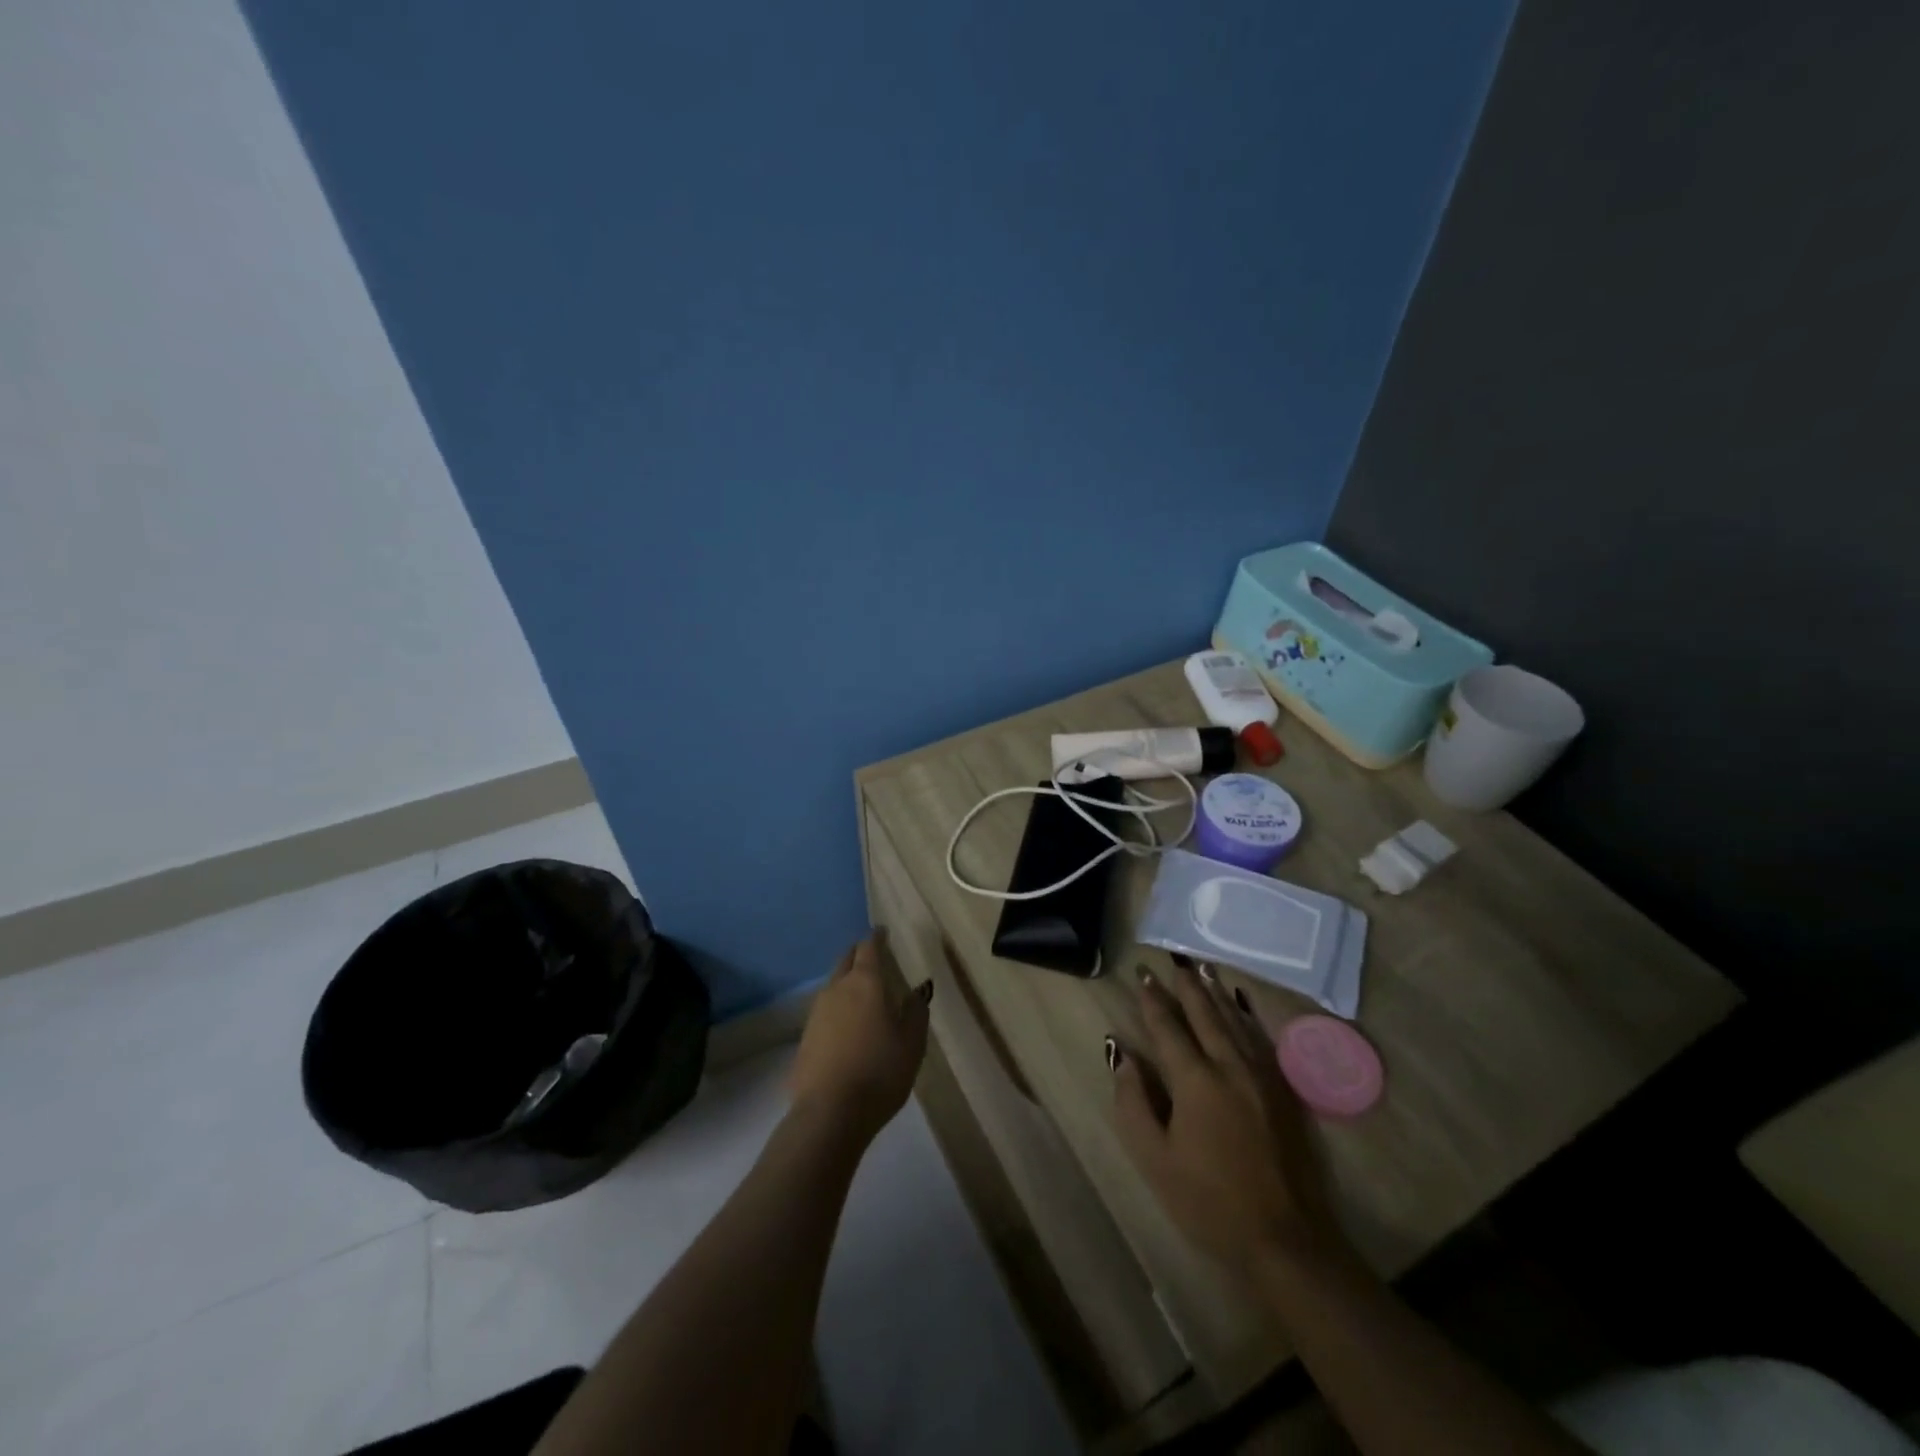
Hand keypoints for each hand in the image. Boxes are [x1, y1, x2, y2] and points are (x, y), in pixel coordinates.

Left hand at [790, 931, 930, 1144]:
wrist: (829, 1113)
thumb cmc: (880, 1072)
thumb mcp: (912, 1043)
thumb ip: (916, 1012)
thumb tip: (916, 992)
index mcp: (865, 983)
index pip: (869, 948)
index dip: (876, 938)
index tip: (882, 932)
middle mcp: (837, 989)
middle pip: (846, 961)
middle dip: (858, 955)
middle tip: (871, 956)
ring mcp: (816, 1013)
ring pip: (833, 986)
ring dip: (847, 983)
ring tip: (862, 993)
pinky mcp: (805, 1038)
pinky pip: (825, 1013)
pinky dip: (838, 1010)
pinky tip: (846, 1026)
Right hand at [1109, 960, 1346, 1273]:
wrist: (1287, 1240)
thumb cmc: (1209, 1202)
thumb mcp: (1155, 1158)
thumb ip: (1133, 1101)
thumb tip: (1121, 1054)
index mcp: (1195, 1080)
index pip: (1168, 1027)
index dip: (1153, 1000)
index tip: (1143, 976)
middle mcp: (1230, 1066)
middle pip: (1204, 1014)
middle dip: (1186, 985)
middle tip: (1173, 960)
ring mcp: (1262, 1076)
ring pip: (1234, 1020)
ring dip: (1215, 993)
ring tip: (1202, 969)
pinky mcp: (1284, 1090)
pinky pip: (1259, 1038)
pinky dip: (1245, 1016)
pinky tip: (1241, 1006)